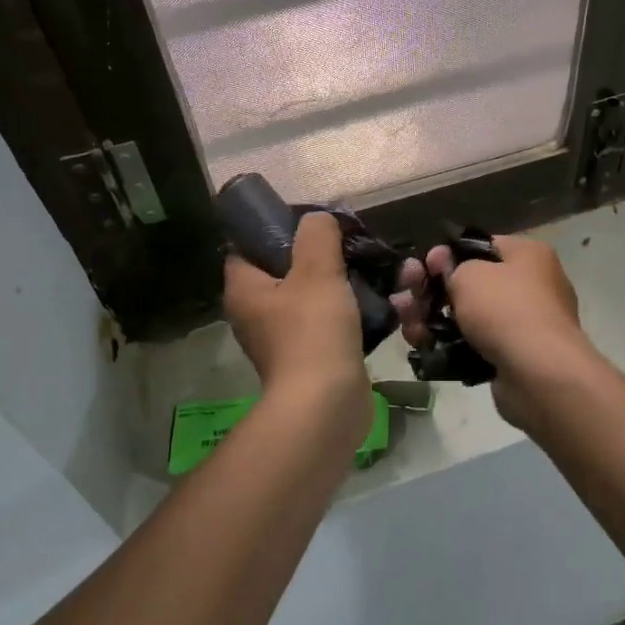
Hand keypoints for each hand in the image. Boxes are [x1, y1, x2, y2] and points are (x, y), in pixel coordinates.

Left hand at [224, 213, 371, 433]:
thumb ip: (317, 235)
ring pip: (312, 296)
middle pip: (285, 270)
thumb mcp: (317, 269)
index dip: (274, 229)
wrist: (327, 406)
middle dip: (319, 256)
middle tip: (348, 243)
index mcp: (245, 290)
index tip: (309, 222)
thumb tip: (317, 219)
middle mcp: (257, 313)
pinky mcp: (311, 357)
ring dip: (341, 283)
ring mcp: (283, 338)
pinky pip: (329, 323)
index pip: (247, 247)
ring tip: (372, 268)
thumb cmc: (313, 331)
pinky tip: (380, 300)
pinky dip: (350, 311)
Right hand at [392, 235, 595, 430]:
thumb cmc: (506, 309)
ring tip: (406, 325)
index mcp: (528, 256)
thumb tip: (442, 262)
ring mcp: (522, 325)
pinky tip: (422, 346)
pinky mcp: (511, 358)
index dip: (448, 255)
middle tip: (403, 295)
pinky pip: (473, 344)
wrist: (539, 375)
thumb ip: (450, 266)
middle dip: (431, 290)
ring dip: (432, 318)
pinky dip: (447, 344)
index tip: (424, 266)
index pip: (481, 246)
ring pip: (467, 316)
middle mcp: (530, 286)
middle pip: (470, 283)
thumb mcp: (470, 275)